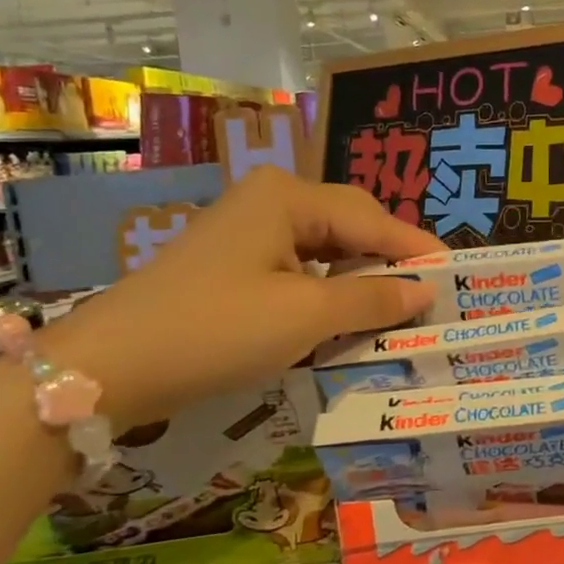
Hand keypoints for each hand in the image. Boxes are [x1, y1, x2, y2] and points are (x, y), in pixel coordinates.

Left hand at [46, 169, 441, 426]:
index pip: (372, 218)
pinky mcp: (232, 260)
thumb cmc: (215, 330)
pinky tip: (343, 313)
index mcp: (288, 196)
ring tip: (394, 307)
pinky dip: (327, 288)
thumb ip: (372, 298)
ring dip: (359, 276)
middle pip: (350, 224)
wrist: (108, 367)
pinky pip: (298, 265)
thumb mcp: (305, 316)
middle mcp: (269, 199)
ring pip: (325, 246)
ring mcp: (246, 229)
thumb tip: (426, 290)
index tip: (456, 275)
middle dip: (388, 259)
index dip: (415, 247)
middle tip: (427, 294)